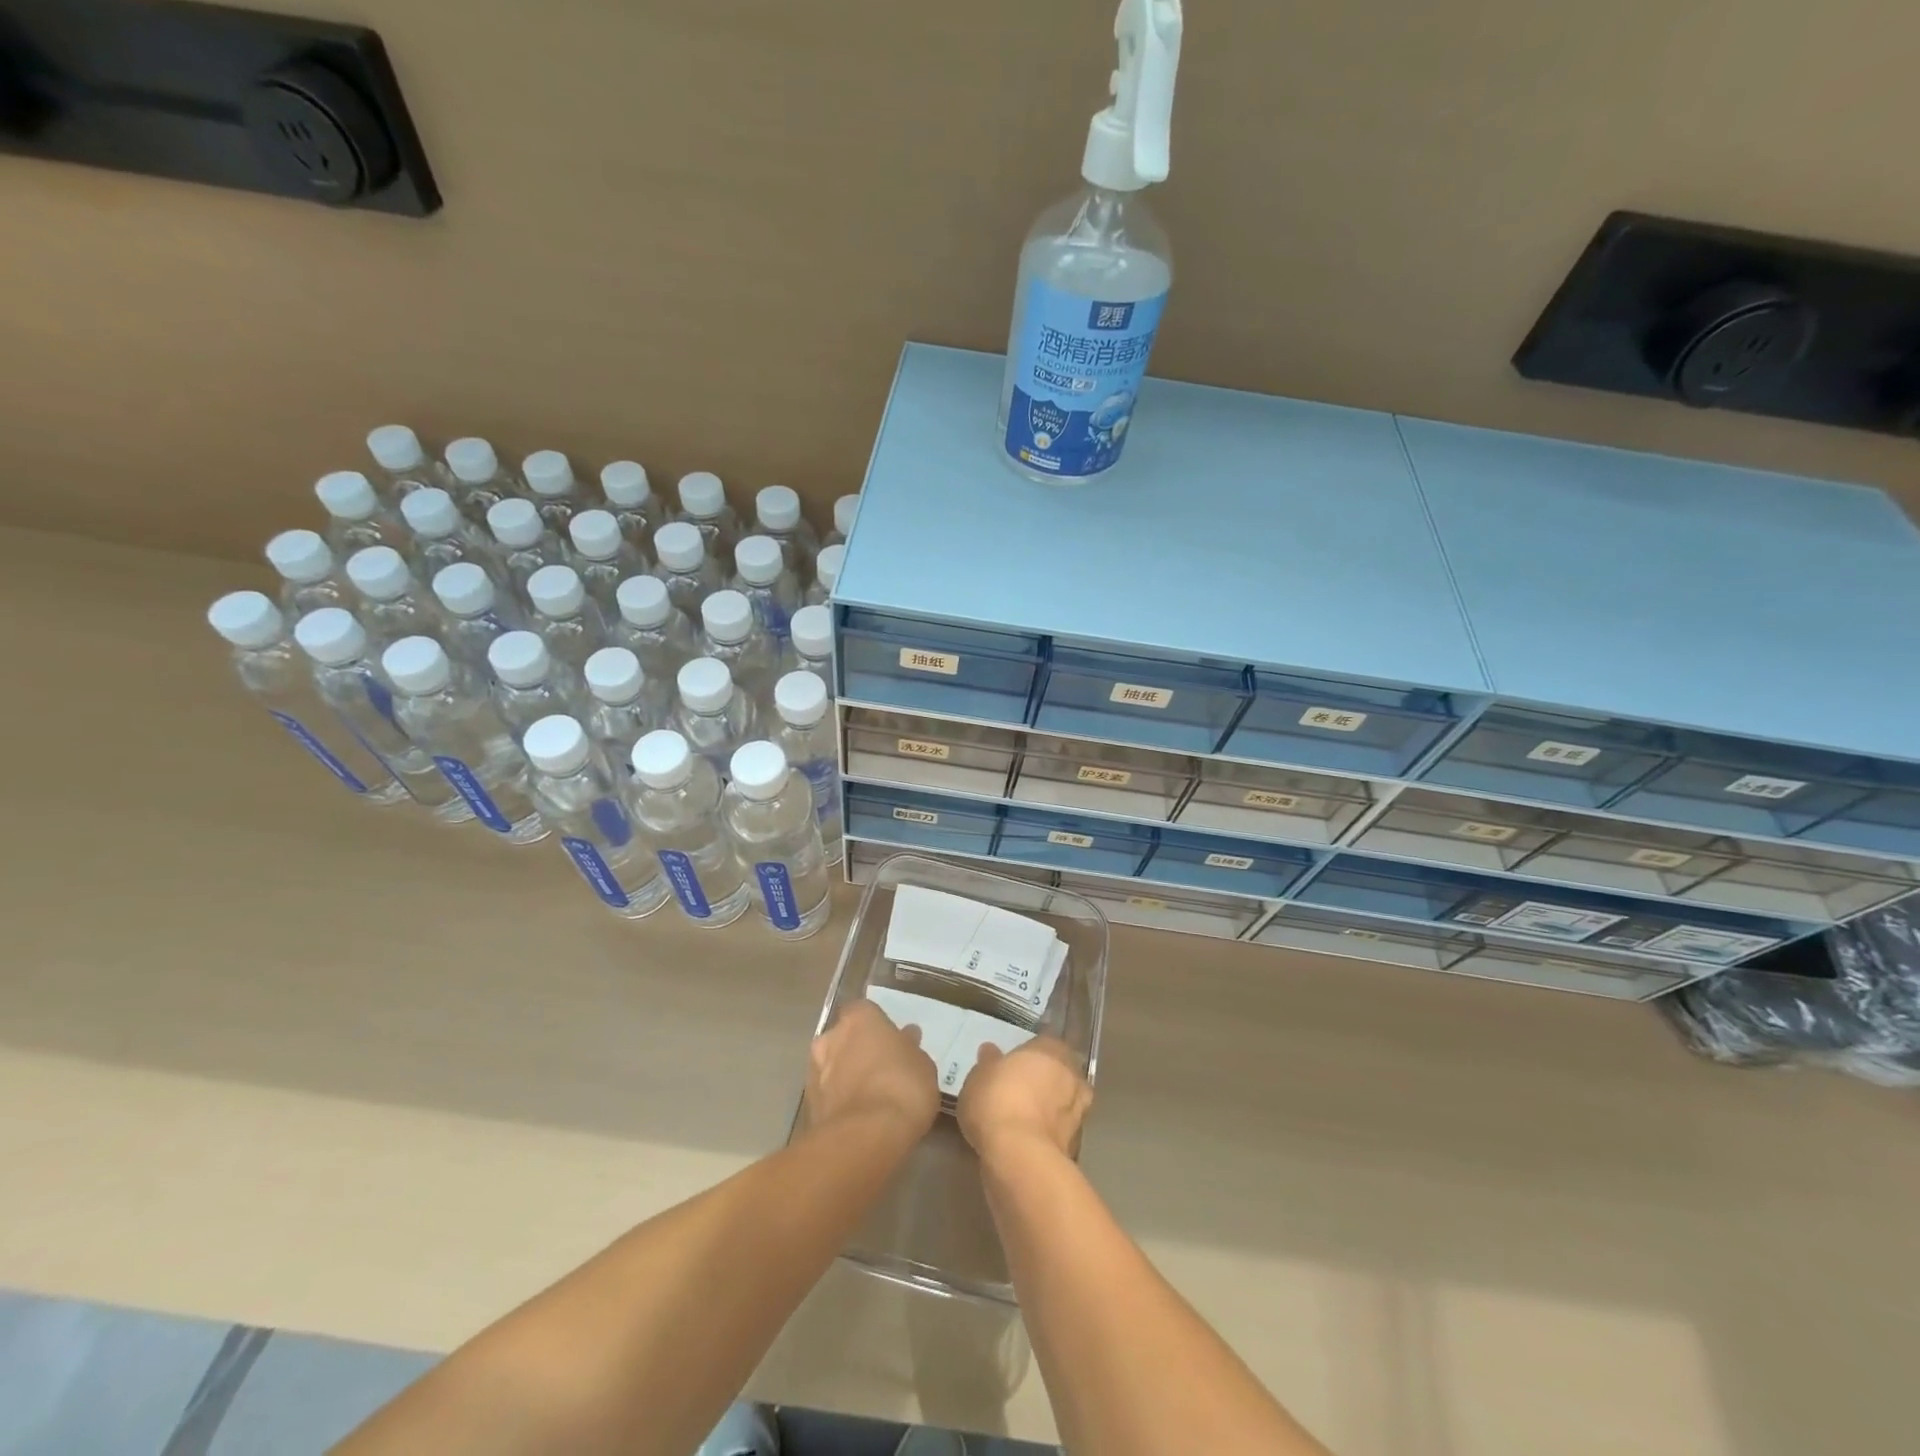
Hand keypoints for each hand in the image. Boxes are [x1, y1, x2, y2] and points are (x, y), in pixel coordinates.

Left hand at [804, 1000, 940, 1141]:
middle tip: (878, 1068)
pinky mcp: (808, 1106)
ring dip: (844, 1076)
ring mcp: (815, 1072)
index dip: (876, 1026)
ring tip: (868, 1097)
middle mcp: (831, 1037)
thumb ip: (910, 1048)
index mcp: (859, 1018)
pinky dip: (838, 1102)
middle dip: (856, 1050)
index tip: (889, 1040)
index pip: (864, 1011)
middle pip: (843, 1037)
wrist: (866, 1137)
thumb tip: (906, 1037)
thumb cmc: (902, 1087)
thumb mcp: (922, 1064)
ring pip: (830, 1067)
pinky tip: (857, 1117)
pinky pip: (827, 1096)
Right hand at [957, 1035, 1091, 1165]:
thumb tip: (990, 1051)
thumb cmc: (997, 1101)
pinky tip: (1028, 1141)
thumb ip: (988, 1063)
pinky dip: (1048, 1135)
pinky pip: (1058, 1132)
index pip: (1045, 1043)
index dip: (1030, 1054)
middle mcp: (1072, 1076)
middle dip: (1045, 1081)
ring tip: (1024, 1119)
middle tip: (1020, 1090)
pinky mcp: (1075, 1146)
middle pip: (1059, 1073)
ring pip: (1063, 1104)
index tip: (1015, 1064)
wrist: (1020, 1157)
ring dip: (1050, 1110)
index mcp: (1051, 1050)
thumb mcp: (979, 1076)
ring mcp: (1078, 1112)